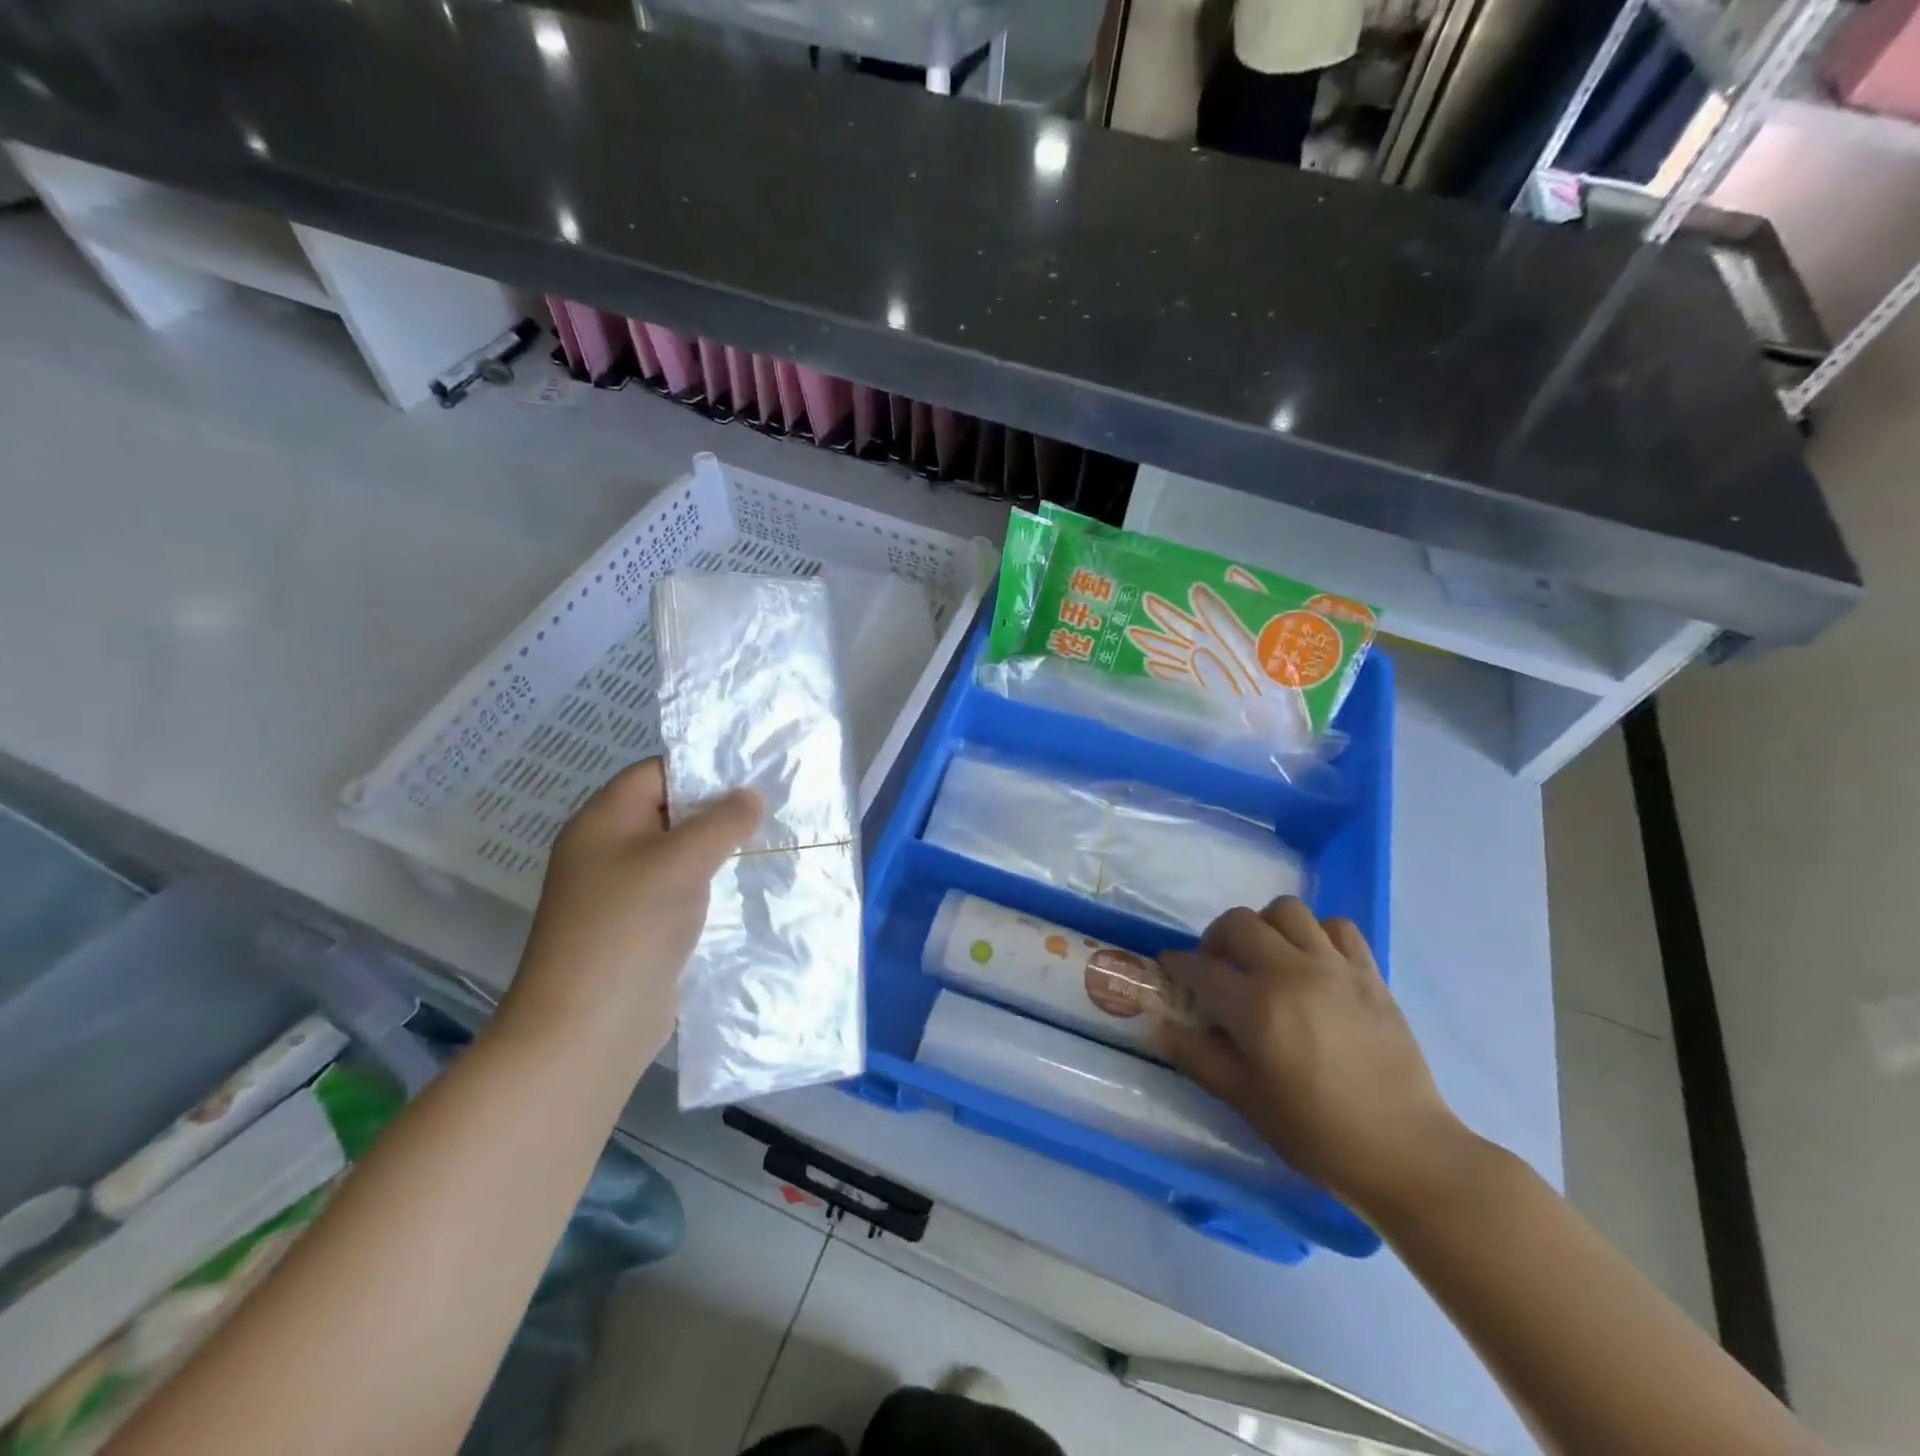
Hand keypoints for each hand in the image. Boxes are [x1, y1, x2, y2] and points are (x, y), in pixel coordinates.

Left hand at [499, 757, 761, 1070]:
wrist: (587, 1028)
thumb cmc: (629, 927)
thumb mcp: (680, 861)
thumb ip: (721, 822)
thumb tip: (749, 797)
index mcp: (604, 821)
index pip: (655, 773)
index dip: (702, 767)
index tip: (753, 773)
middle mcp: (608, 850)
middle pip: (669, 812)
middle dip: (719, 810)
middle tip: (773, 808)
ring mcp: (622, 893)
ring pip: (679, 855)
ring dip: (719, 850)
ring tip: (771, 843)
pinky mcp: (640, 929)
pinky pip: (681, 892)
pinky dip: (711, 886)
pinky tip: (748, 888)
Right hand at [1159, 898, 1472, 1219]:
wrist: (1405, 1151)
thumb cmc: (1316, 1132)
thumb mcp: (1244, 1100)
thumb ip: (1197, 1057)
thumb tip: (1160, 1026)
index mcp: (1256, 1007)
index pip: (1199, 968)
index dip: (1177, 965)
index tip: (1171, 970)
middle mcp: (1291, 973)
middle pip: (1238, 922)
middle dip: (1216, 938)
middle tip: (1218, 966)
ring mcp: (1334, 968)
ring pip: (1287, 911)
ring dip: (1266, 927)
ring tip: (1266, 957)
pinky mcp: (1369, 973)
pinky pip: (1337, 927)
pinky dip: (1317, 934)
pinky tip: (1313, 963)